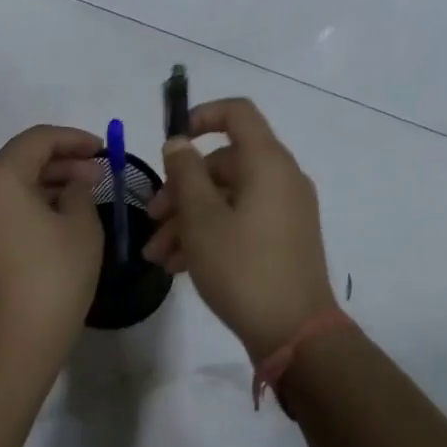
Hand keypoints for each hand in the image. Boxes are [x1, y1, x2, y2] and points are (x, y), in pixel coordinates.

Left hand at [0, 125, 105, 388]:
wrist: (7, 352)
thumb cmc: (51, 280)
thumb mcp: (81, 228)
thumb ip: (79, 192)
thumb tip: (72, 183)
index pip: (38, 140)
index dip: (74, 139)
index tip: (103, 150)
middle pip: (17, 162)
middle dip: (60, 164)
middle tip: (96, 176)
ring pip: (4, 189)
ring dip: (42, 187)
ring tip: (78, 199)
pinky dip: (23, 210)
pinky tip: (52, 225)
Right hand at [144, 99, 336, 360]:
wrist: (295, 333)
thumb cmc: (242, 267)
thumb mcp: (201, 219)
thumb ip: (185, 173)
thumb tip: (179, 142)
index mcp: (267, 162)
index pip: (238, 113)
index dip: (202, 116)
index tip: (173, 142)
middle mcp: (281, 178)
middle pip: (224, 163)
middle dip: (181, 188)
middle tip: (152, 220)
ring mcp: (285, 209)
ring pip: (227, 197)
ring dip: (189, 219)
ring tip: (157, 255)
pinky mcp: (283, 238)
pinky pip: (241, 220)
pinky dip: (211, 233)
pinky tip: (178, 266)